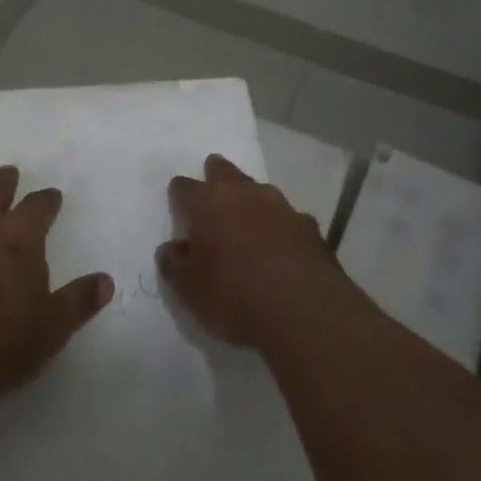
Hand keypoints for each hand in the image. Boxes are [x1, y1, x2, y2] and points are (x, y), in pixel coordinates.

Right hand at [158, 154, 347, 346]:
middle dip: (217, 172)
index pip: (185, 187)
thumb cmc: (233, 296)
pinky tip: (281, 242)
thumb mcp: (189, 290)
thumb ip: (175, 265)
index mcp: (208, 203)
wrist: (303, 309)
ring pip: (259, 190)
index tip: (177, 198)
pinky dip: (280, 225)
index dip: (179, 193)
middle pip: (225, 172)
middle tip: (213, 173)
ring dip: (251, 198)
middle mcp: (244, 194)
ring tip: (247, 212)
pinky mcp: (309, 226)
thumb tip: (171, 248)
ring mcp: (281, 206)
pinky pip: (288, 217)